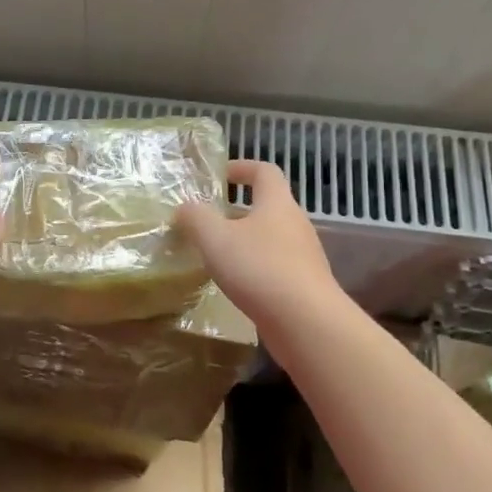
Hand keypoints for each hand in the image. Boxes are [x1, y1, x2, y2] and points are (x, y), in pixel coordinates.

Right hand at [176, 160, 341, 330]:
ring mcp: (304, 256)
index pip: (265, 171)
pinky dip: (255, 268)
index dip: (242, 167)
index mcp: (277, 203)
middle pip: (268, 206)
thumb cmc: (259, 269)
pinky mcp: (304, 285)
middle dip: (238, 210)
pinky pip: (276, 267)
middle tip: (208, 222)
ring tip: (217, 256)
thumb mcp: (215, 238)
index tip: (220, 175)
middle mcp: (295, 224)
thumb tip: (185, 207)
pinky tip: (236, 285)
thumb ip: (196, 218)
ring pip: (271, 239)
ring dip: (245, 242)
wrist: (306, 323)